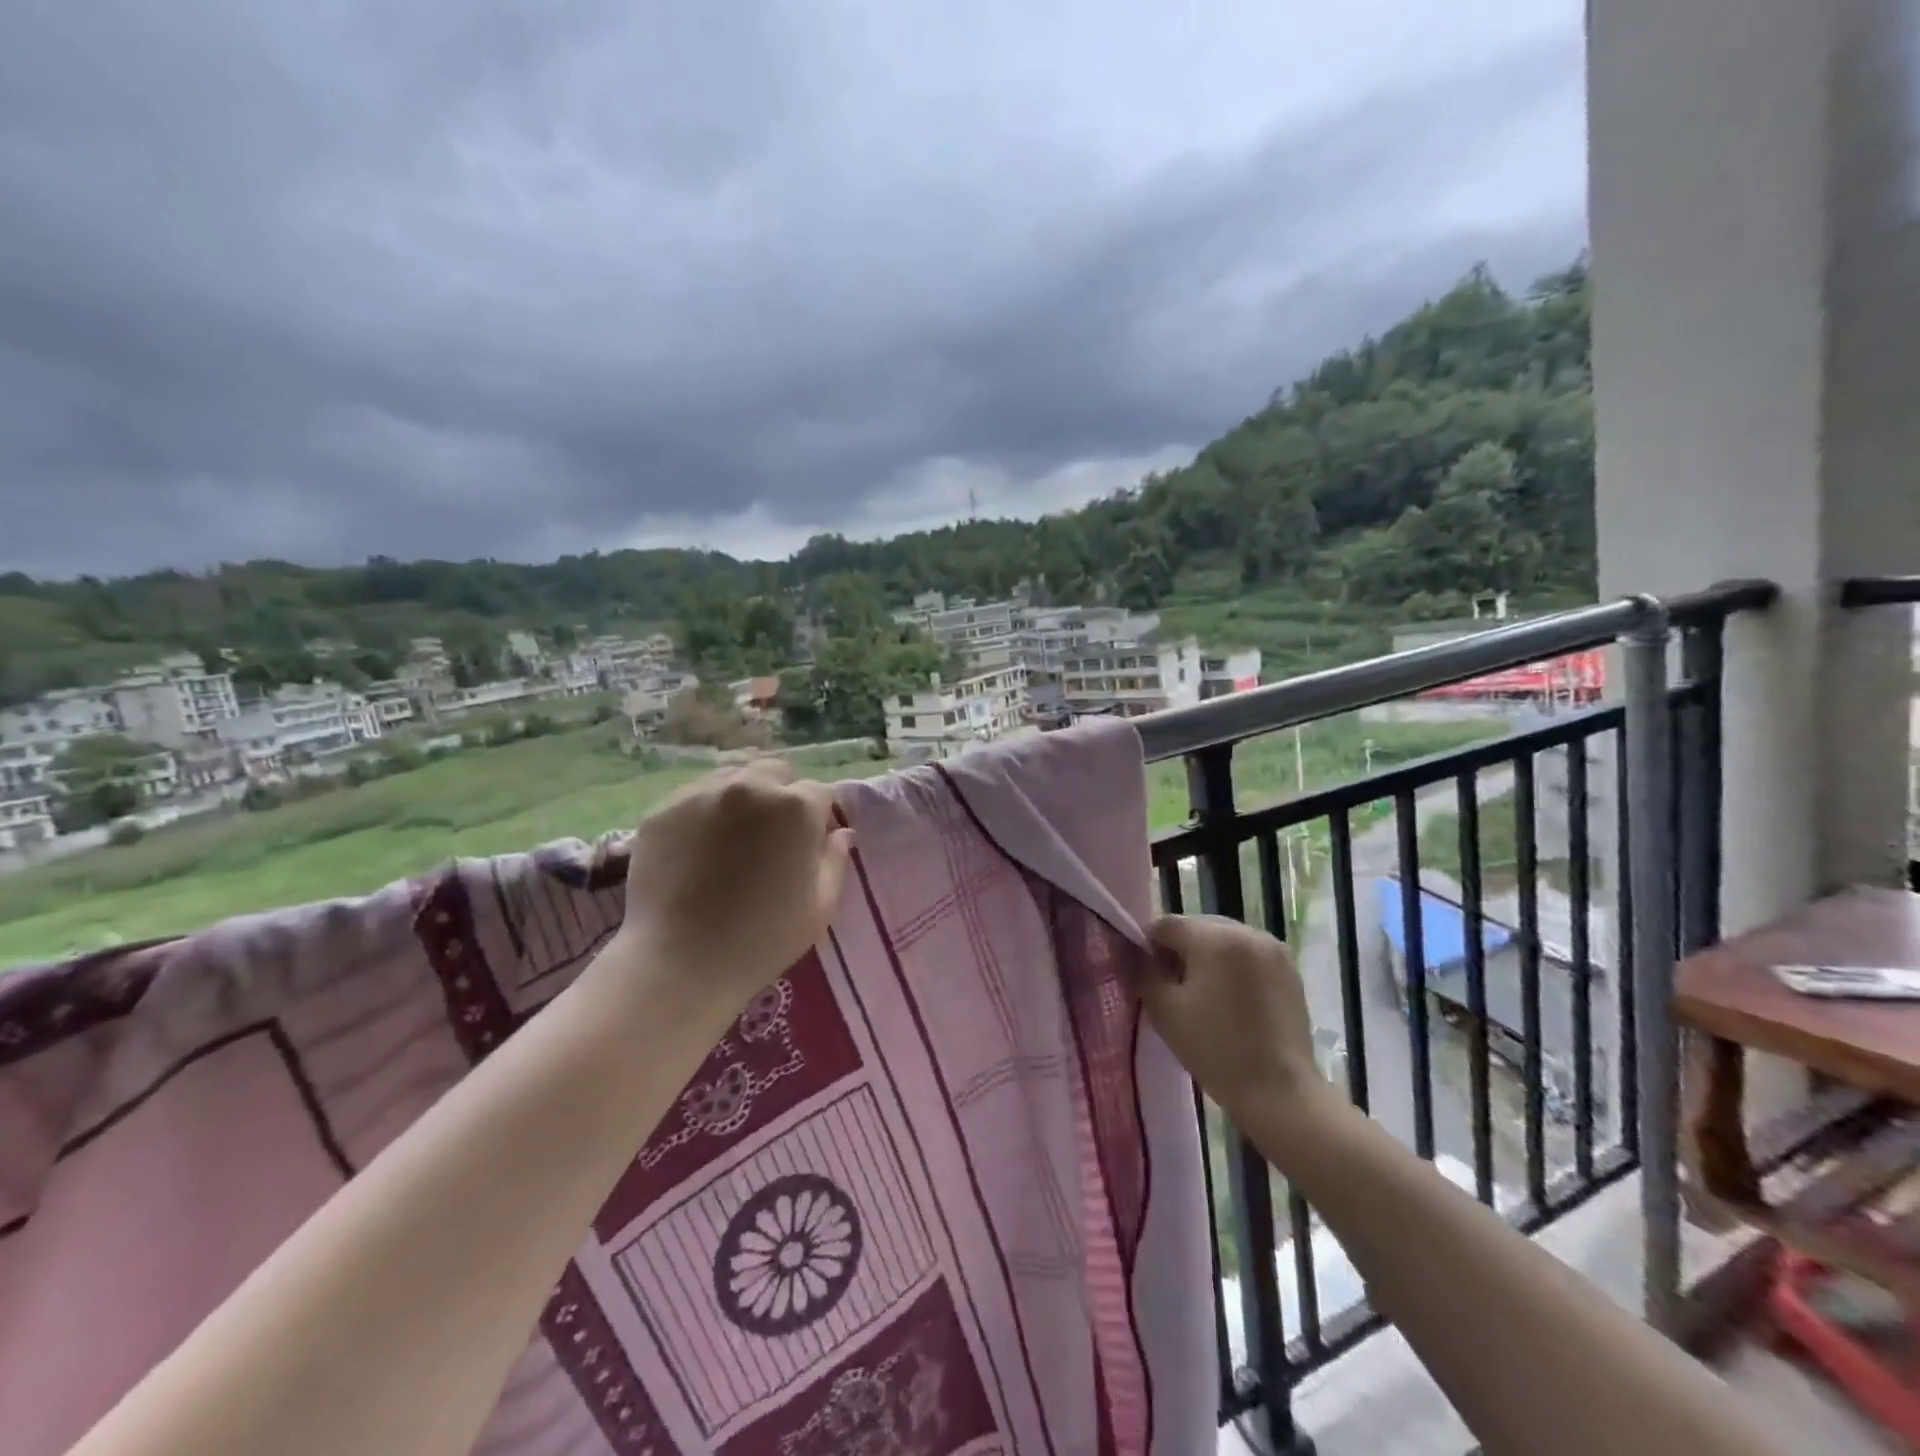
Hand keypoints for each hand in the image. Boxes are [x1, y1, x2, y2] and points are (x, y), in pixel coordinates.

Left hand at [608, 759, 854, 1028]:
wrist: (678, 963)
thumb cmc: (762, 939)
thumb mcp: (820, 907)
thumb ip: (836, 860)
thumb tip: (842, 833)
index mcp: (796, 807)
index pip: (819, 793)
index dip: (818, 818)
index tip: (809, 844)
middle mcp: (750, 786)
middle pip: (775, 773)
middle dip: (781, 795)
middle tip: (771, 837)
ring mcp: (701, 793)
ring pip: (732, 778)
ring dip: (742, 799)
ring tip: (732, 839)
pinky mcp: (662, 809)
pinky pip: (693, 798)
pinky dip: (703, 813)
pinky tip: (697, 849)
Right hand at [1139, 915, 1326, 1121]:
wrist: (1280, 1094)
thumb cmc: (1216, 1050)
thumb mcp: (1164, 1010)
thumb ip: (1141, 971)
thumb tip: (1128, 948)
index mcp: (1215, 938)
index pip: (1166, 925)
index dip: (1148, 946)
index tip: (1146, 976)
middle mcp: (1247, 932)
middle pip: (1197, 928)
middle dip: (1179, 951)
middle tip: (1172, 989)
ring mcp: (1273, 949)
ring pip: (1223, 939)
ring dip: (1206, 958)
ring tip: (1203, 996)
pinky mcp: (1289, 969)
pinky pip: (1248, 954)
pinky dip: (1232, 967)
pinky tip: (1230, 1001)